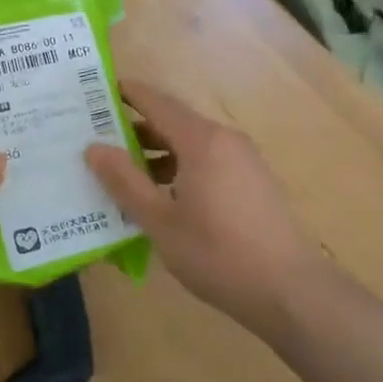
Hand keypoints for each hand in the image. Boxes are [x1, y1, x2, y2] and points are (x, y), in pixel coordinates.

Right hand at [85, 81, 325, 339]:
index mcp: (201, 140)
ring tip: (121, 172)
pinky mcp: (251, 181)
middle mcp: (224, 139)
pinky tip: (160, 197)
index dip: (127, 93)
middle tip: (96, 138)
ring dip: (156, 152)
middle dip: (135, 127)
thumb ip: (125, 181)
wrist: (288, 289)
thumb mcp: (161, 221)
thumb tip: (94, 148)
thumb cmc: (218, 253)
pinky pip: (206, 160)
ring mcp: (242, 159)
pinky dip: (179, 167)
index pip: (157, 101)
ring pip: (190, 144)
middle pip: (173, 121)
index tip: (95, 92)